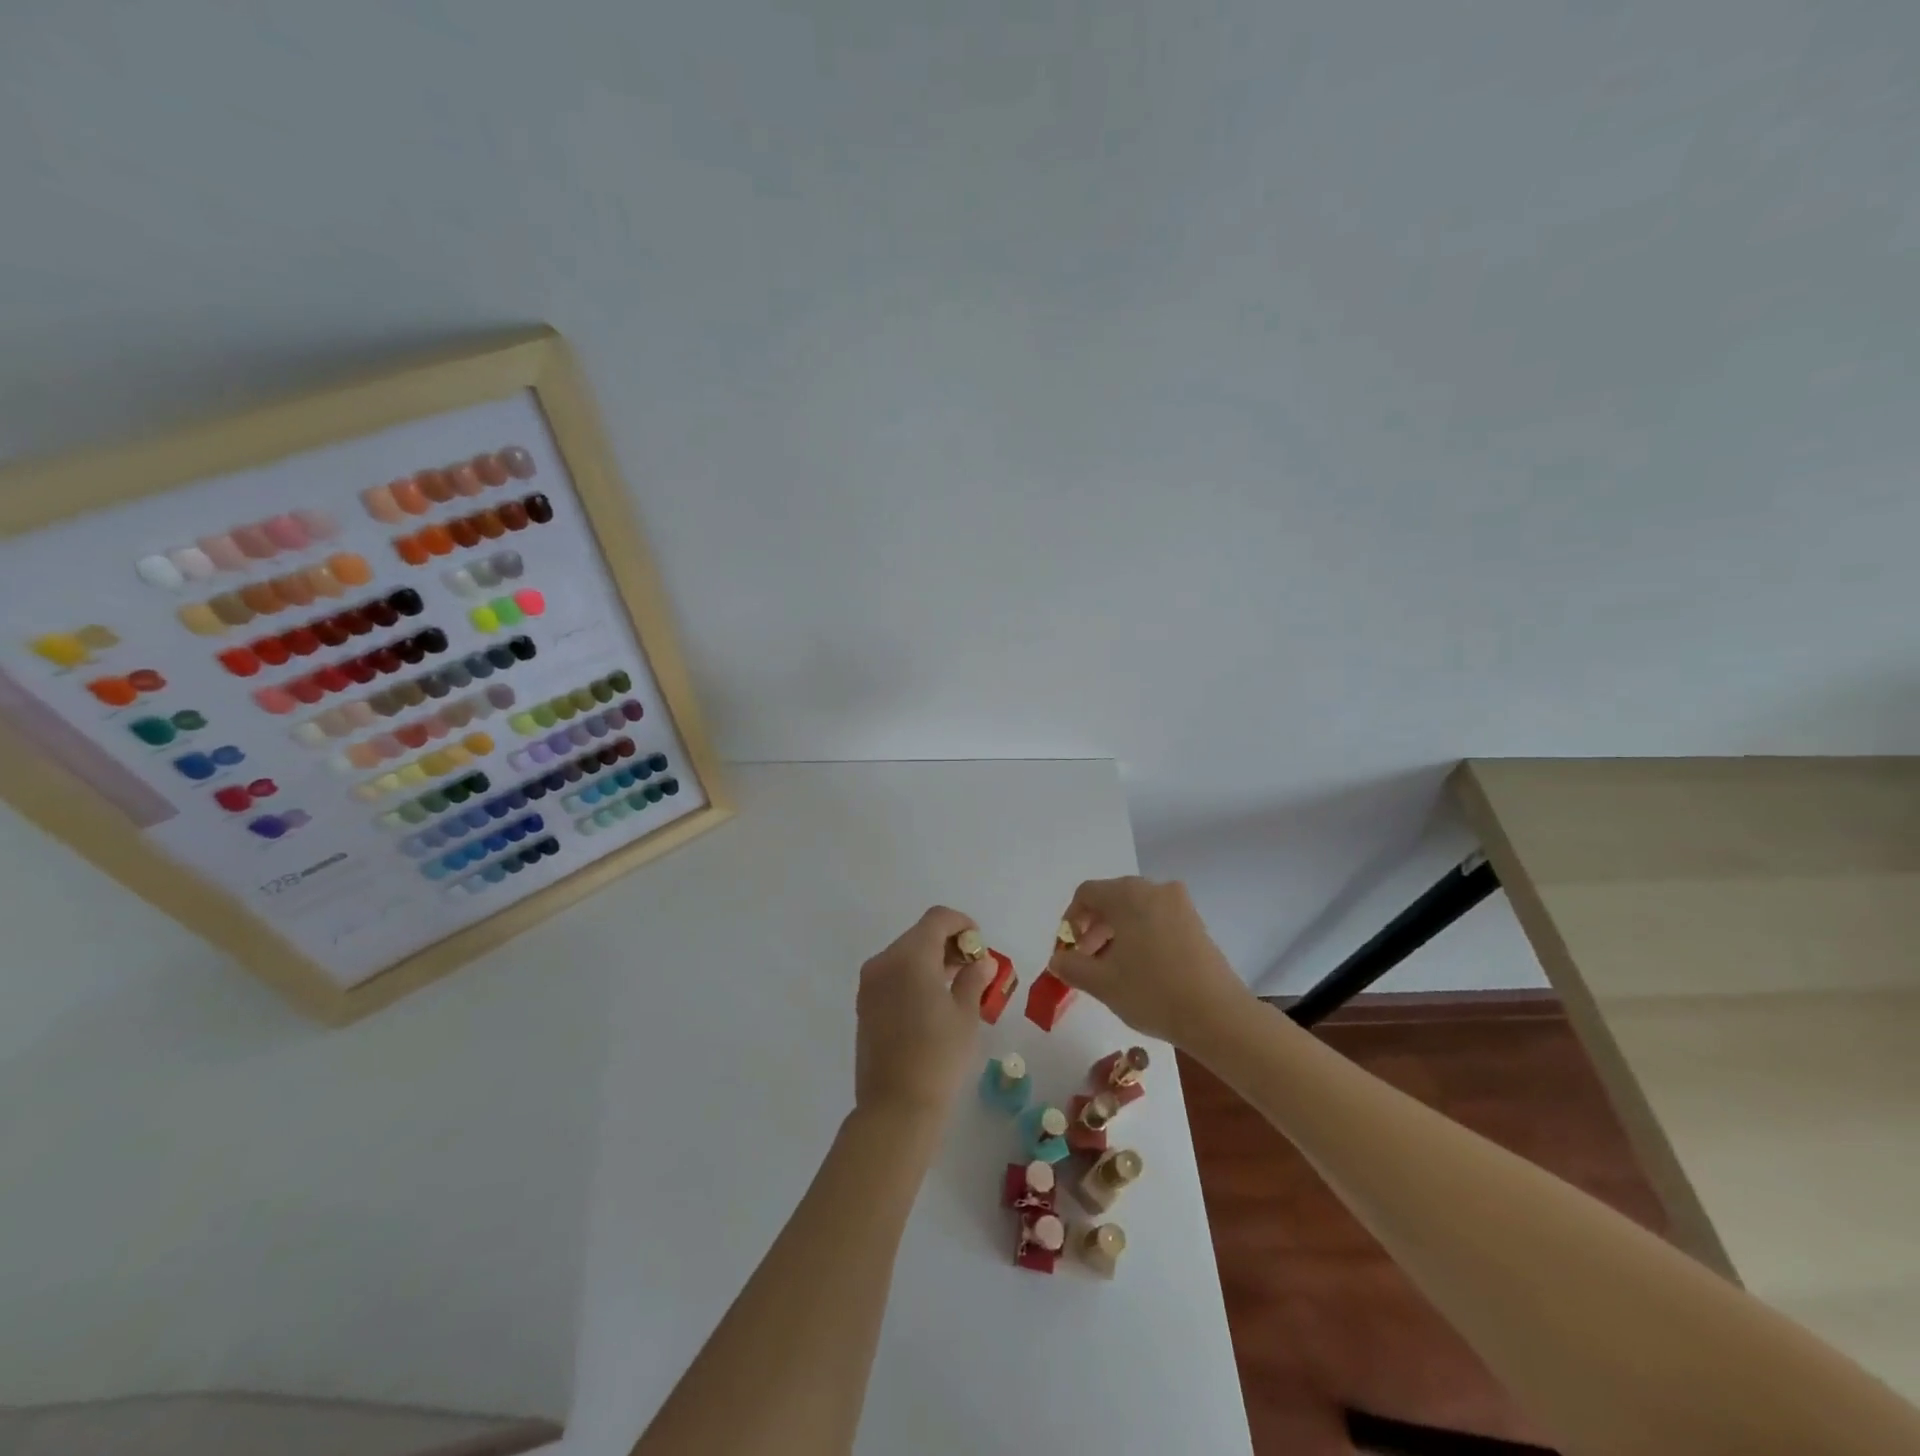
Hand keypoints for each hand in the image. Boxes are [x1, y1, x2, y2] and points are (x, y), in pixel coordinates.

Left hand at [854, 906, 994, 1122]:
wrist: (895, 1107)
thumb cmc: (938, 1056)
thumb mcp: (965, 1015)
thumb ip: (973, 979)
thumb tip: (981, 961)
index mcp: (910, 956)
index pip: (937, 919)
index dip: (962, 923)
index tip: (980, 944)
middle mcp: (884, 961)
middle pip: (919, 934)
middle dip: (948, 942)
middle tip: (974, 967)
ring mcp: (870, 983)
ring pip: (905, 954)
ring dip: (931, 959)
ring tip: (958, 985)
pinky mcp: (864, 1003)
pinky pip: (893, 974)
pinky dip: (914, 975)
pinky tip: (934, 1000)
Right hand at [1049, 877, 1253, 1045]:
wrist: (1218, 1016)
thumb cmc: (1152, 992)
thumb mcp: (1102, 983)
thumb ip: (1072, 967)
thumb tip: (1057, 960)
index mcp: (1128, 895)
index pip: (1087, 893)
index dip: (1070, 920)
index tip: (1069, 951)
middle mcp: (1154, 889)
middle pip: (1112, 898)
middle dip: (1093, 928)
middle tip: (1087, 961)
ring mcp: (1179, 904)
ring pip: (1135, 909)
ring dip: (1116, 933)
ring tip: (1112, 968)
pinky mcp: (1196, 923)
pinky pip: (1157, 918)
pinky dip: (1141, 935)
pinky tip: (1141, 968)